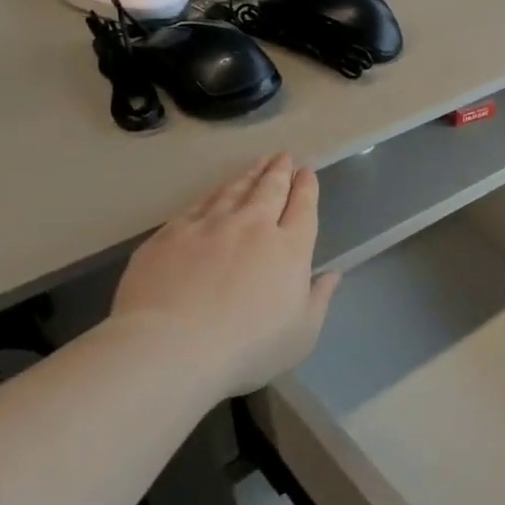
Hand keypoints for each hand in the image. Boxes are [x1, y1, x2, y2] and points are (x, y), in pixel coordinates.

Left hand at [111, 154, 339, 396]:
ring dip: (249, 174)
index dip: (307, 187)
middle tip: (284, 156)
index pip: (303, 207)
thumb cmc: (248, 347)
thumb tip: (333, 275)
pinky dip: (213, 192)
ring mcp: (209, 225)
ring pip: (234, 190)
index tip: (307, 172)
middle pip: (270, 189)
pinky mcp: (171, 233)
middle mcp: (253, 226)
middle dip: (280, 170)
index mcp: (290, 248)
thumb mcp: (302, 334)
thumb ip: (319, 300)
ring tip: (257, 164)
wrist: (172, 347)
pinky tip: (215, 191)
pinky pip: (199, 203)